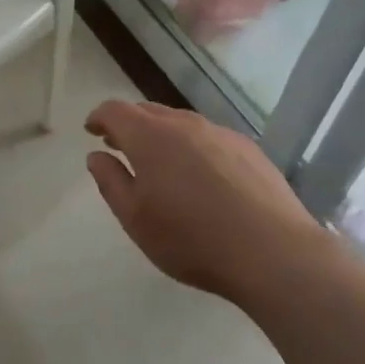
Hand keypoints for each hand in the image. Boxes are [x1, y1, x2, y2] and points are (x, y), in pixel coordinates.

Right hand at [84, 100, 326, 301]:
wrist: (273, 252)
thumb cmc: (191, 239)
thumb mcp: (135, 219)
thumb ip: (111, 182)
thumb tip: (97, 156)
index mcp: (150, 137)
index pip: (116, 111)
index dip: (99, 117)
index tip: (91, 129)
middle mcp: (185, 124)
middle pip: (148, 111)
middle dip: (129, 123)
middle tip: (118, 144)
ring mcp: (221, 133)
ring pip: (181, 123)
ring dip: (161, 134)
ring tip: (158, 160)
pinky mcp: (249, 149)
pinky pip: (209, 137)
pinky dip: (192, 146)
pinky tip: (200, 175)